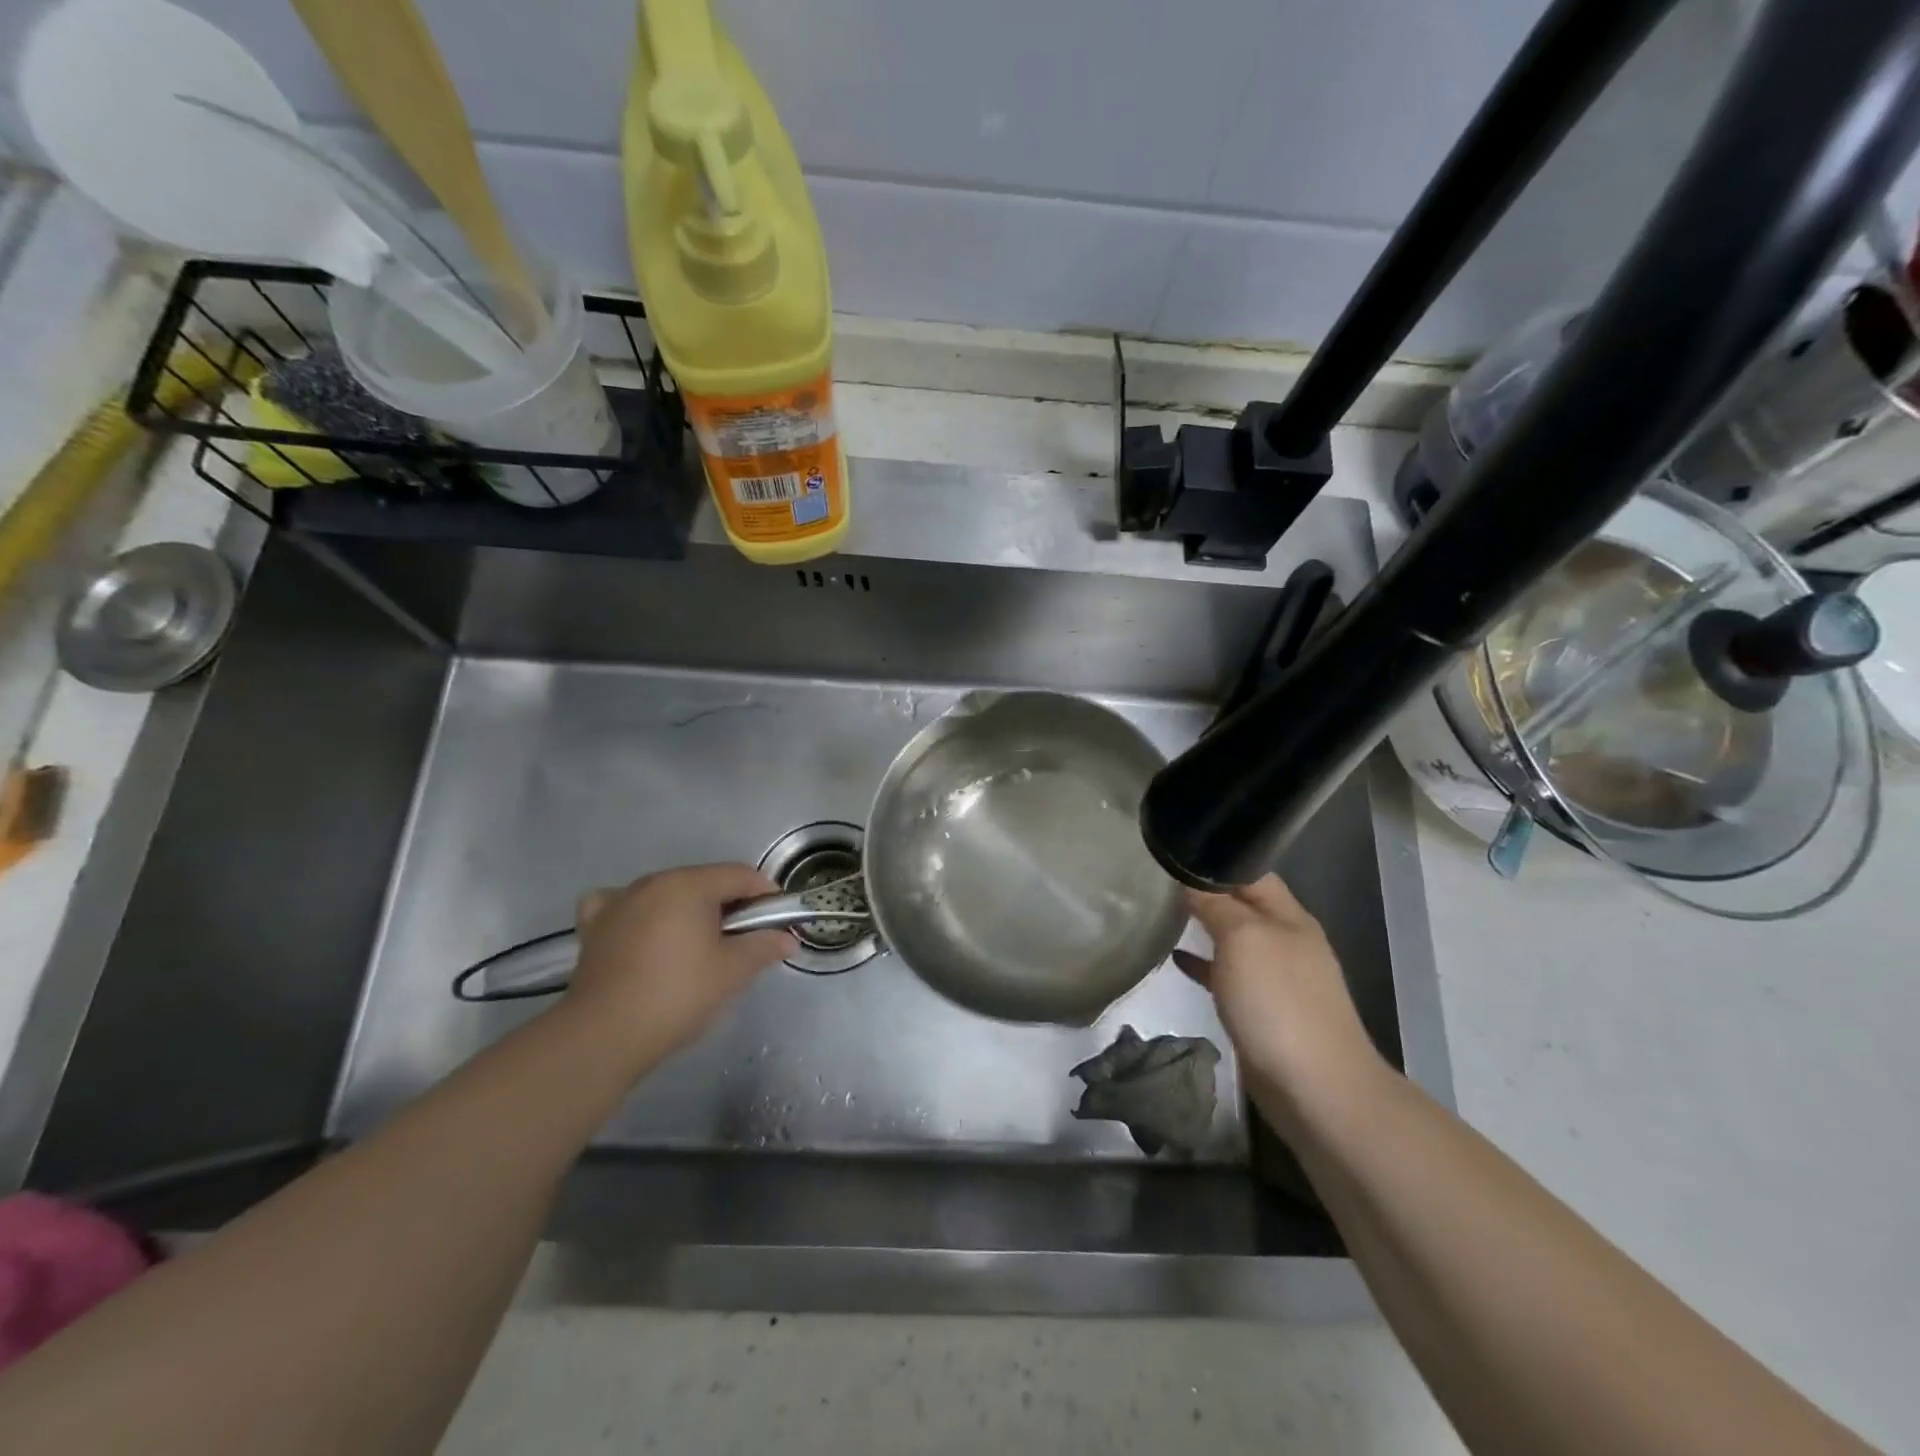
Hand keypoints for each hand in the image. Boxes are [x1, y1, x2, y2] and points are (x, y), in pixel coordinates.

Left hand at [562, 864, 793, 1074]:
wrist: (603, 1035)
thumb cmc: (677, 995)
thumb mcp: (732, 972)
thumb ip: (764, 947)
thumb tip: (788, 938)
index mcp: (689, 884)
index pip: (741, 875)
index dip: (766, 895)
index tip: (778, 923)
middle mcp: (653, 882)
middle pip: (705, 882)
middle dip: (730, 905)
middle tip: (744, 941)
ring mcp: (618, 901)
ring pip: (667, 893)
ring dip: (689, 910)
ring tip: (697, 945)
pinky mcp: (594, 926)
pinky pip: (622, 905)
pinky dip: (638, 913)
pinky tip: (642, 931)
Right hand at [1175, 874, 1387, 1135]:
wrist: (1315, 1088)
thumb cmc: (1278, 1002)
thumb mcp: (1242, 939)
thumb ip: (1215, 905)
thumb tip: (1189, 878)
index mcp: (1289, 916)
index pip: (1250, 872)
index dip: (1215, 859)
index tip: (1175, 851)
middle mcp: (1286, 941)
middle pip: (1243, 904)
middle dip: (1206, 891)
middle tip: (1161, 880)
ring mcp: (1277, 978)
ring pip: (1234, 940)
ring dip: (1204, 927)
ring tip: (1163, 914)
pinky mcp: (1263, 1011)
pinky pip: (1227, 975)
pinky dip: (1203, 964)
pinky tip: (1177, 960)